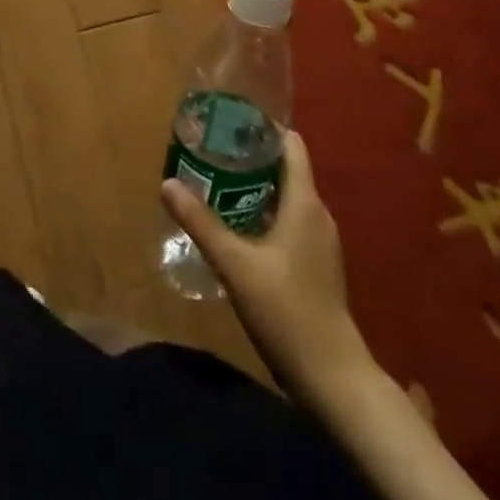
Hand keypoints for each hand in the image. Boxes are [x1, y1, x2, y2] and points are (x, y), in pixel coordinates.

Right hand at [160, 129, 374, 400]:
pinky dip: (262, 213)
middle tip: (210, 151)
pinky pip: (288, 222)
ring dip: (253, 187)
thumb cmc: (287, 310)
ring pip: (284, 197)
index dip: (262, 129)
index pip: (290, 145)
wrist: (333, 377)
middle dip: (249, 157)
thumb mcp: (235, 264)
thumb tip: (167, 183)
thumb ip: (201, 222)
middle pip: (285, 168)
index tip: (228, 123)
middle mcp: (317, 213)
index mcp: (305, 202)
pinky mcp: (315, 264)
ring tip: (214, 183)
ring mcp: (319, 241)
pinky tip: (235, 227)